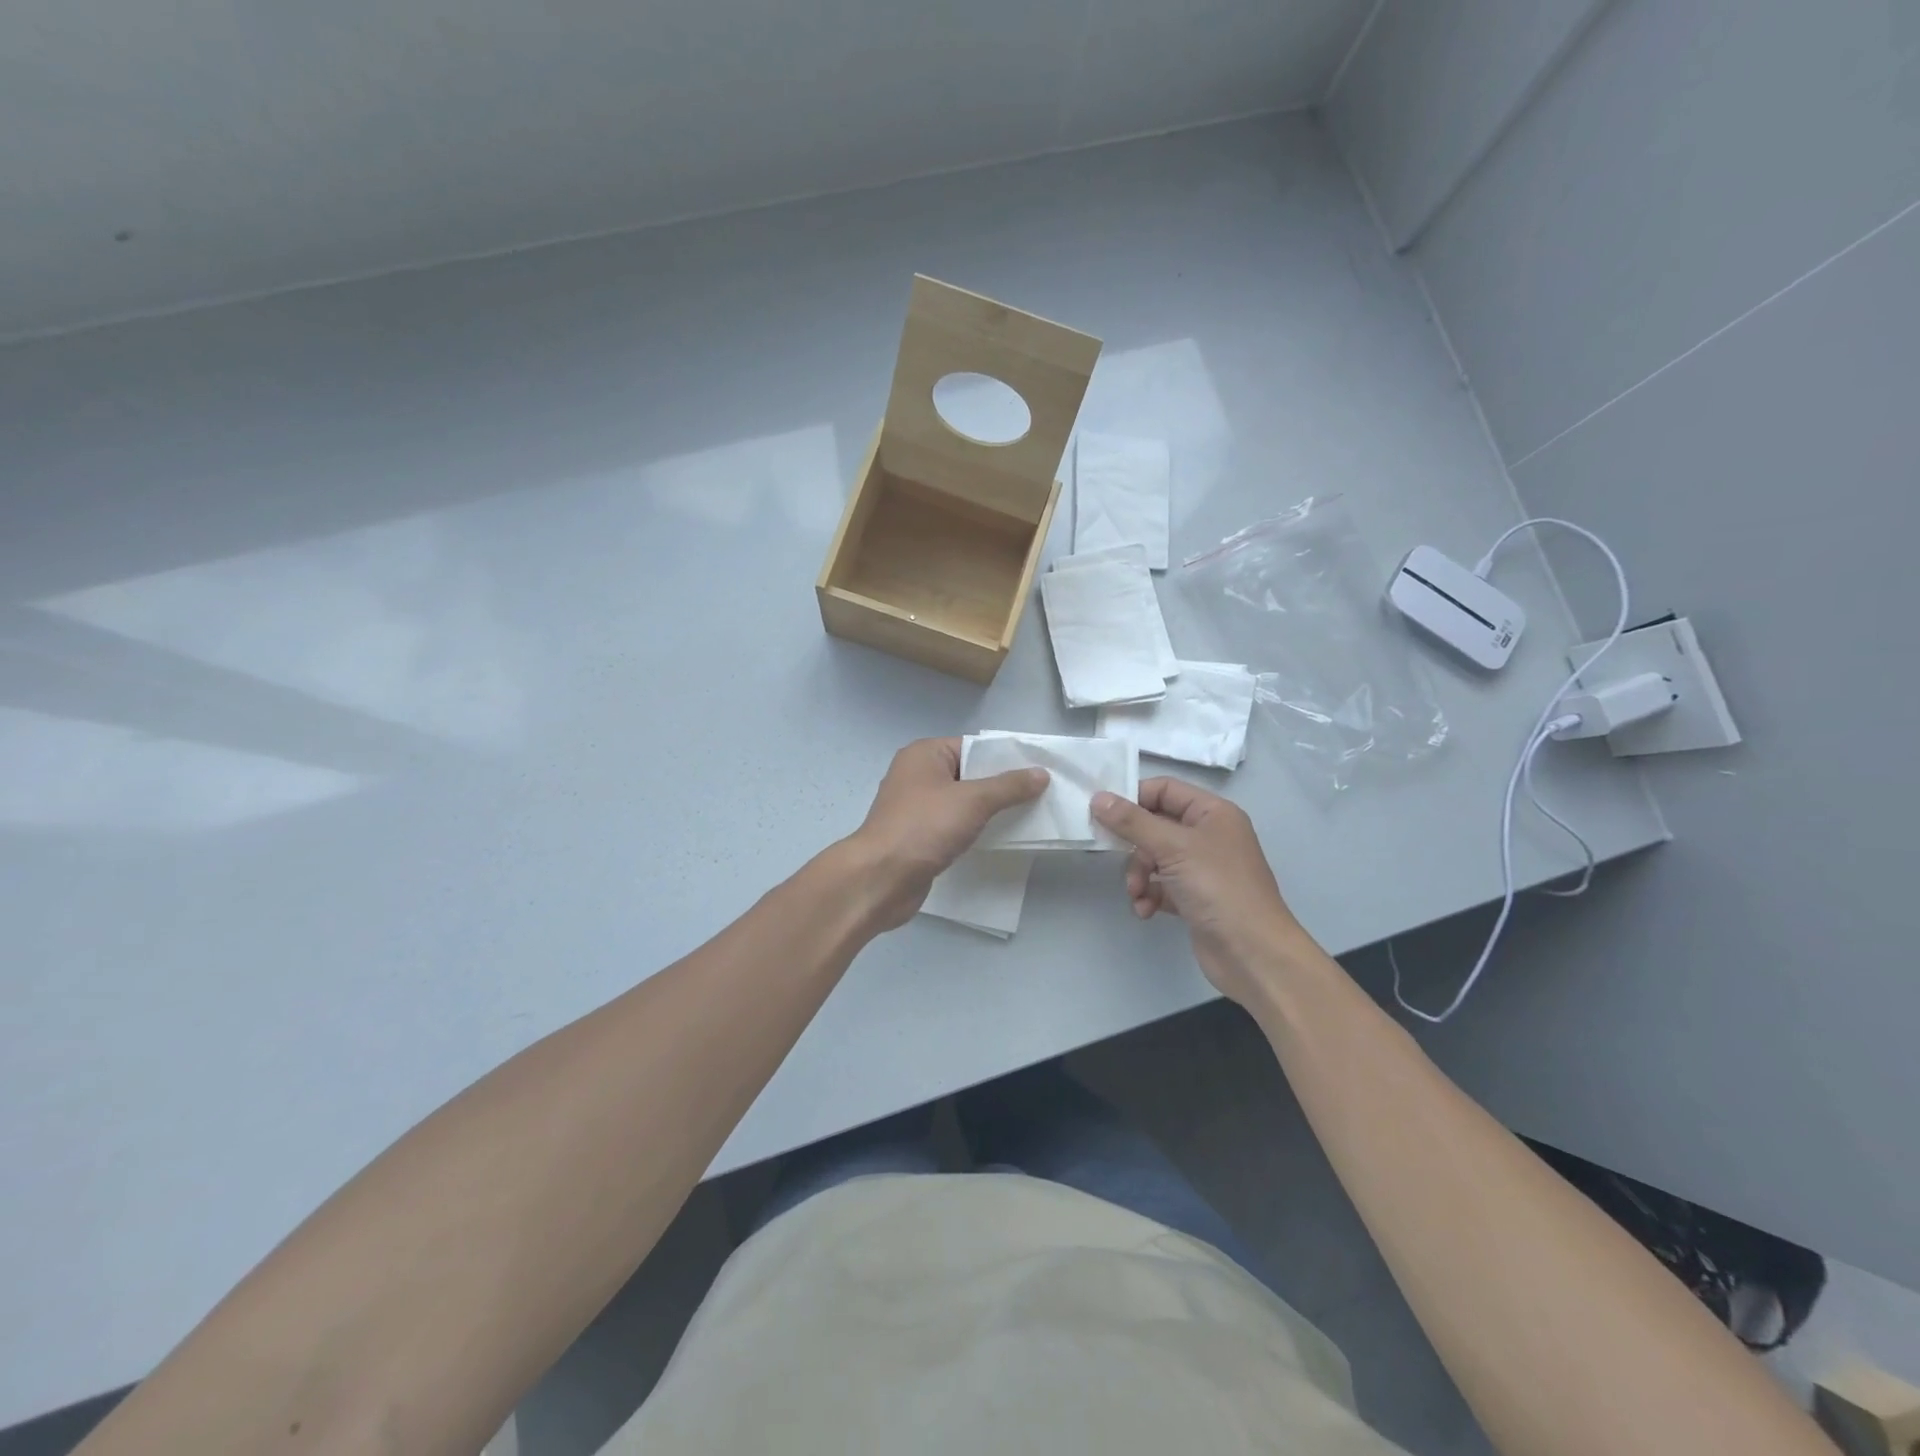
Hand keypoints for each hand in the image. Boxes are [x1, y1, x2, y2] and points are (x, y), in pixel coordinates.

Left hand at [846, 738, 1047, 930]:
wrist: (881, 878)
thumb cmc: (924, 827)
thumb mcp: (973, 801)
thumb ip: (1009, 786)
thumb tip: (1041, 773)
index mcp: (924, 755)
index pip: (972, 747)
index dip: (1004, 758)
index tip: (1037, 770)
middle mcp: (916, 775)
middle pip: (968, 774)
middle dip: (1000, 785)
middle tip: (1039, 794)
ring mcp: (915, 807)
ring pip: (961, 802)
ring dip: (989, 810)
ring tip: (1026, 816)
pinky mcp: (918, 836)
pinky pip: (953, 825)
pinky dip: (973, 829)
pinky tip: (998, 838)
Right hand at [1091, 777, 1316, 1004]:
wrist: (1253, 953)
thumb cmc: (1218, 887)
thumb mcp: (1172, 847)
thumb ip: (1132, 821)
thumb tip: (1098, 797)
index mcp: (1212, 813)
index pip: (1165, 790)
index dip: (1134, 798)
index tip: (1103, 813)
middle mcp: (1209, 835)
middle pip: (1156, 825)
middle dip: (1134, 845)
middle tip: (1113, 856)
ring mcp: (1203, 868)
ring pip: (1155, 858)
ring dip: (1139, 875)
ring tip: (1137, 894)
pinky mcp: (1196, 897)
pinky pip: (1162, 886)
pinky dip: (1150, 895)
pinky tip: (1146, 910)